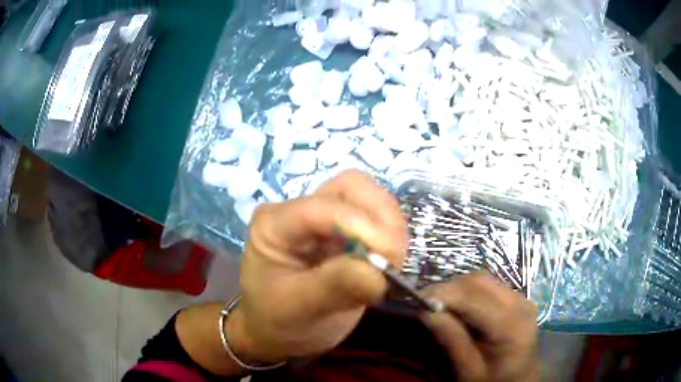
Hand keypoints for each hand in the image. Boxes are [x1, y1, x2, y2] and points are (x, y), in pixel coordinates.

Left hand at [229, 170, 407, 363]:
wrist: (278, 331)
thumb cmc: (278, 320)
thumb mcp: (300, 309)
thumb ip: (335, 288)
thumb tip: (380, 273)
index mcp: (274, 225)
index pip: (322, 207)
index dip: (361, 225)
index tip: (388, 261)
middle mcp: (298, 211)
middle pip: (350, 187)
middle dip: (381, 217)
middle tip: (394, 258)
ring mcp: (322, 218)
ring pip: (367, 197)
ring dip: (390, 225)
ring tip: (393, 263)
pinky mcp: (342, 231)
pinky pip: (375, 217)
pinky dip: (390, 235)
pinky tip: (389, 261)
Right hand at [421, 275, 539, 381]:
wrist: (521, 379)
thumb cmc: (494, 381)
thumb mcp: (469, 370)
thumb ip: (452, 341)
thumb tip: (426, 311)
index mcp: (510, 326)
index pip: (474, 297)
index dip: (444, 293)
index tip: (417, 300)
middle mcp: (520, 304)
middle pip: (479, 282)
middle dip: (448, 288)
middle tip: (425, 302)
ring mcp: (521, 297)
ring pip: (483, 279)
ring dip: (457, 287)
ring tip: (438, 303)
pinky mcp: (517, 297)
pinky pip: (488, 285)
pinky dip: (468, 290)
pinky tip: (458, 305)